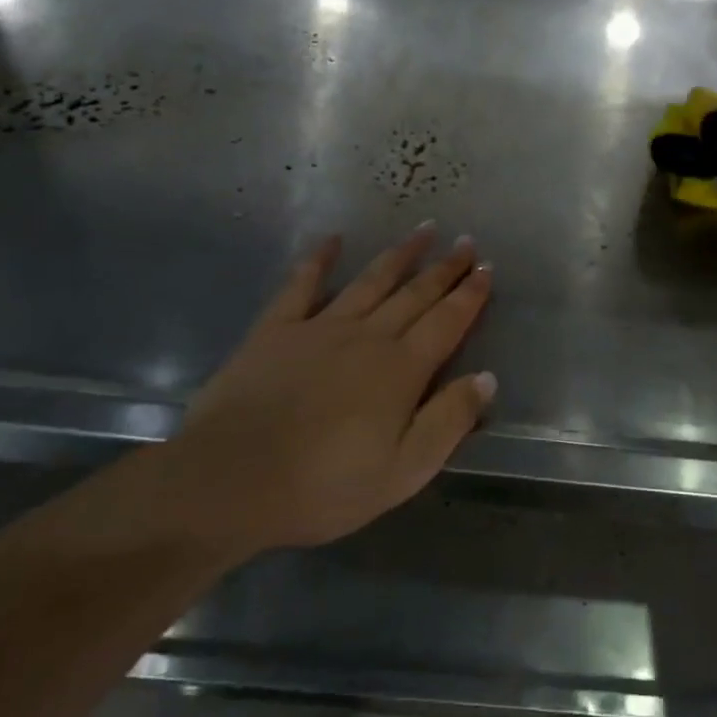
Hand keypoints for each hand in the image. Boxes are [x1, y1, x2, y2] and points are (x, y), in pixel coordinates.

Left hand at [157, 227, 493, 553]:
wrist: (230, 482)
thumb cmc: (325, 486)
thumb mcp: (405, 471)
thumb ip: (449, 421)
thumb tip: (487, 378)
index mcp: (401, 369)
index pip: (447, 322)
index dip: (470, 295)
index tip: (487, 268)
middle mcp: (367, 336)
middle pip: (415, 294)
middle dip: (445, 267)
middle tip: (466, 241)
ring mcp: (319, 328)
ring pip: (370, 281)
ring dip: (399, 255)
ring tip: (423, 229)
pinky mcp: (275, 330)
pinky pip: (301, 285)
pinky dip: (318, 260)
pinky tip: (332, 240)